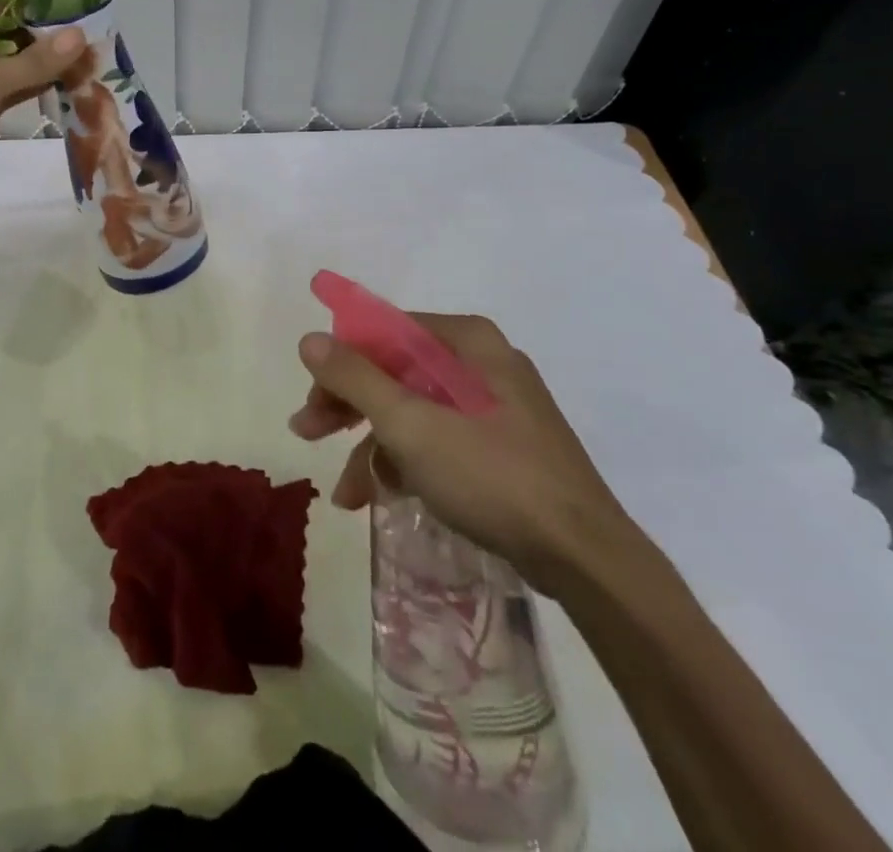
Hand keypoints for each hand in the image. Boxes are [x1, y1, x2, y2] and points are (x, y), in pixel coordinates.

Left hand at [0, 9, 85, 213]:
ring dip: (50, 68)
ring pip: (19, 69)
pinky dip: (40, 90)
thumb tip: (80, 35)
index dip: (39, 12)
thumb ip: (33, 61)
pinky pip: (17, 94)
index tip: (81, 14)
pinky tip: (71, 87)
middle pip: (15, 40)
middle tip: (95, 41)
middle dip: (51, 42)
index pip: (4, 12)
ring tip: (92, 62)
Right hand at [290, 313, 641, 597]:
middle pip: (395, 371)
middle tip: (307, 432)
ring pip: (414, 410)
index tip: (313, 396)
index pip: (386, 332)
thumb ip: (355, 377)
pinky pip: (439, 439)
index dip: (341, 361)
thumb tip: (309, 338)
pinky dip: (407, 463)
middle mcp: (482, 364)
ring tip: (344, 493)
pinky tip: (381, 496)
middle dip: (348, 406)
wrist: (586, 560)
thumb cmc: (492, 476)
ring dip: (372, 445)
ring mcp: (495, 408)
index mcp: (467, 342)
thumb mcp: (410, 425)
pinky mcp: (503, 448)